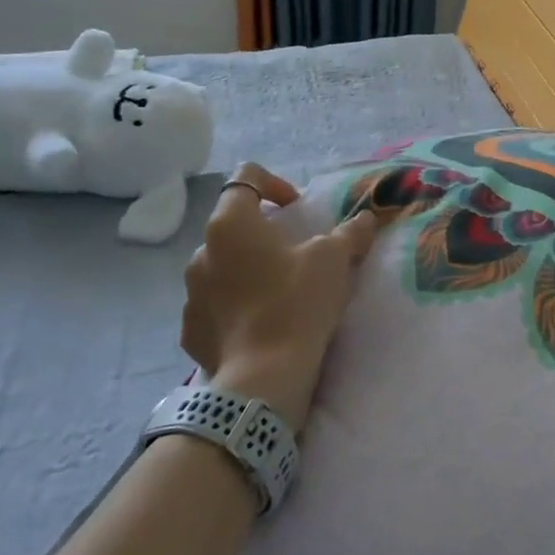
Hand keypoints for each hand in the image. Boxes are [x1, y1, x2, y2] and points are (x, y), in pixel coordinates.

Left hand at [179, 163, 377, 429]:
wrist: (263, 377)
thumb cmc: (297, 302)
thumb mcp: (334, 259)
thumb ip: (350, 232)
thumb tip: (365, 219)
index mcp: (231, 223)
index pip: (245, 177)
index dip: (274, 183)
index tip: (297, 209)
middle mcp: (201, 251)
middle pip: (233, 225)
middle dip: (263, 234)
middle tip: (295, 255)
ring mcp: (190, 292)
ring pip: (221, 266)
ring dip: (247, 270)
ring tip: (278, 293)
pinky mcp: (190, 329)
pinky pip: (214, 305)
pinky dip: (235, 307)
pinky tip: (261, 325)